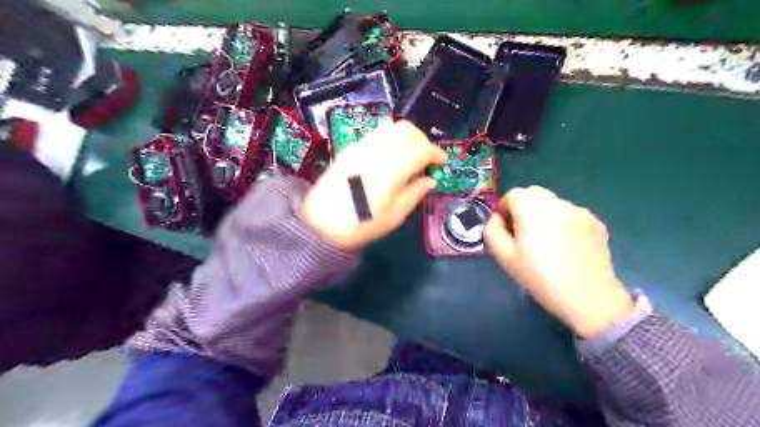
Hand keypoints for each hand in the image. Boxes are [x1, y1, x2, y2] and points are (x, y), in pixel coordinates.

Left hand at [302, 121, 446, 249]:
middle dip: (423, 141)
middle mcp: (378, 149)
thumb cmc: (361, 224)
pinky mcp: (351, 148)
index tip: (442, 162)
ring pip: (392, 127)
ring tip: (410, 155)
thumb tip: (430, 180)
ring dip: (408, 136)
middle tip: (427, 159)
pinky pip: (377, 133)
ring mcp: (362, 146)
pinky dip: (391, 138)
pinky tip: (391, 155)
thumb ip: (415, 193)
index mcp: (393, 167)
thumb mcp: (394, 215)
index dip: (436, 153)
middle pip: (408, 130)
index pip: (422, 149)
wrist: (320, 224)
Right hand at [486, 184, 635, 337]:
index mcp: (533, 208)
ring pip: (553, 204)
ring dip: (544, 215)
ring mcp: (580, 211)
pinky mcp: (596, 223)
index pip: (513, 195)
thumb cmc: (540, 277)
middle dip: (523, 208)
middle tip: (523, 235)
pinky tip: (566, 248)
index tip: (505, 230)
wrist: (588, 298)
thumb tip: (497, 219)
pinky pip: (571, 215)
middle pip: (534, 194)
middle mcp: (557, 203)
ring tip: (547, 244)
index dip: (504, 209)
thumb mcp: (504, 257)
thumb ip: (492, 231)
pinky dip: (563, 223)